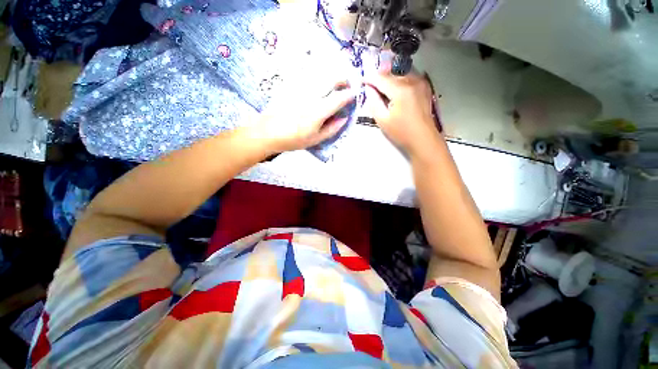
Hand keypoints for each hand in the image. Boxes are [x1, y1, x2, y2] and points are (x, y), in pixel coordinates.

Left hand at [252, 82, 355, 153]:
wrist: (268, 132)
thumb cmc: (293, 139)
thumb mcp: (315, 139)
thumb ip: (332, 129)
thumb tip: (344, 118)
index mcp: (319, 111)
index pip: (339, 98)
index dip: (349, 95)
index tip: (354, 94)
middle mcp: (311, 95)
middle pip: (331, 79)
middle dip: (342, 79)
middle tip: (346, 84)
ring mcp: (300, 88)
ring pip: (320, 73)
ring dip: (331, 74)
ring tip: (335, 81)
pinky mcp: (291, 85)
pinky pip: (307, 74)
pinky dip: (317, 74)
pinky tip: (318, 80)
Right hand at [364, 69, 441, 155]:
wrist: (423, 139)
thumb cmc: (401, 132)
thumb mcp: (383, 120)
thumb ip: (373, 102)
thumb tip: (368, 89)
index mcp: (400, 90)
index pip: (381, 78)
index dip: (369, 79)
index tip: (361, 81)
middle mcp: (412, 80)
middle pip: (391, 72)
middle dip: (379, 76)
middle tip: (371, 85)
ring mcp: (420, 82)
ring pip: (400, 72)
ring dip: (389, 76)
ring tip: (381, 87)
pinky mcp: (424, 86)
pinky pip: (409, 76)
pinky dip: (399, 79)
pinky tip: (394, 90)